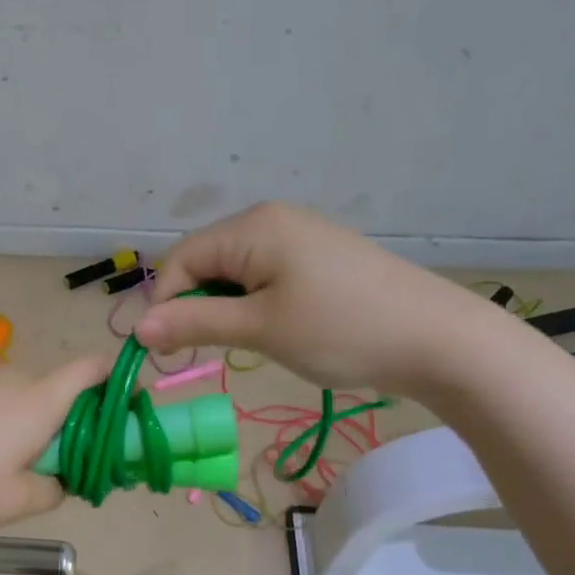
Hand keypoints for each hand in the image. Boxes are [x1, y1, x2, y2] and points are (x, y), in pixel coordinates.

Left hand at [0, 357, 112, 535]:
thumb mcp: (14, 503)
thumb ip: (53, 489)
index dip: (115, 382)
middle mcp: (11, 379)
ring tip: (6, 472)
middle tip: (59, 468)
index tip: (121, 415)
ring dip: (29, 427)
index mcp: (39, 400)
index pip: (92, 368)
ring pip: (21, 399)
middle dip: (69, 423)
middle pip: (57, 390)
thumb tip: (59, 478)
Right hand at [136, 202, 507, 395]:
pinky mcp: (317, 258)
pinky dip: (251, 304)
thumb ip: (195, 324)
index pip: (181, 260)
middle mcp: (270, 221)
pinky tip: (269, 330)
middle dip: (193, 307)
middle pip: (204, 262)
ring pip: (233, 272)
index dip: (165, 304)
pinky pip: (263, 276)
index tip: (164, 352)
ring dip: (222, 308)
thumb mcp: (259, 328)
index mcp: (252, 227)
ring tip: (240, 343)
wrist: (436, 339)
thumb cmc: (340, 330)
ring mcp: (297, 237)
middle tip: (201, 353)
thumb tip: (138, 328)